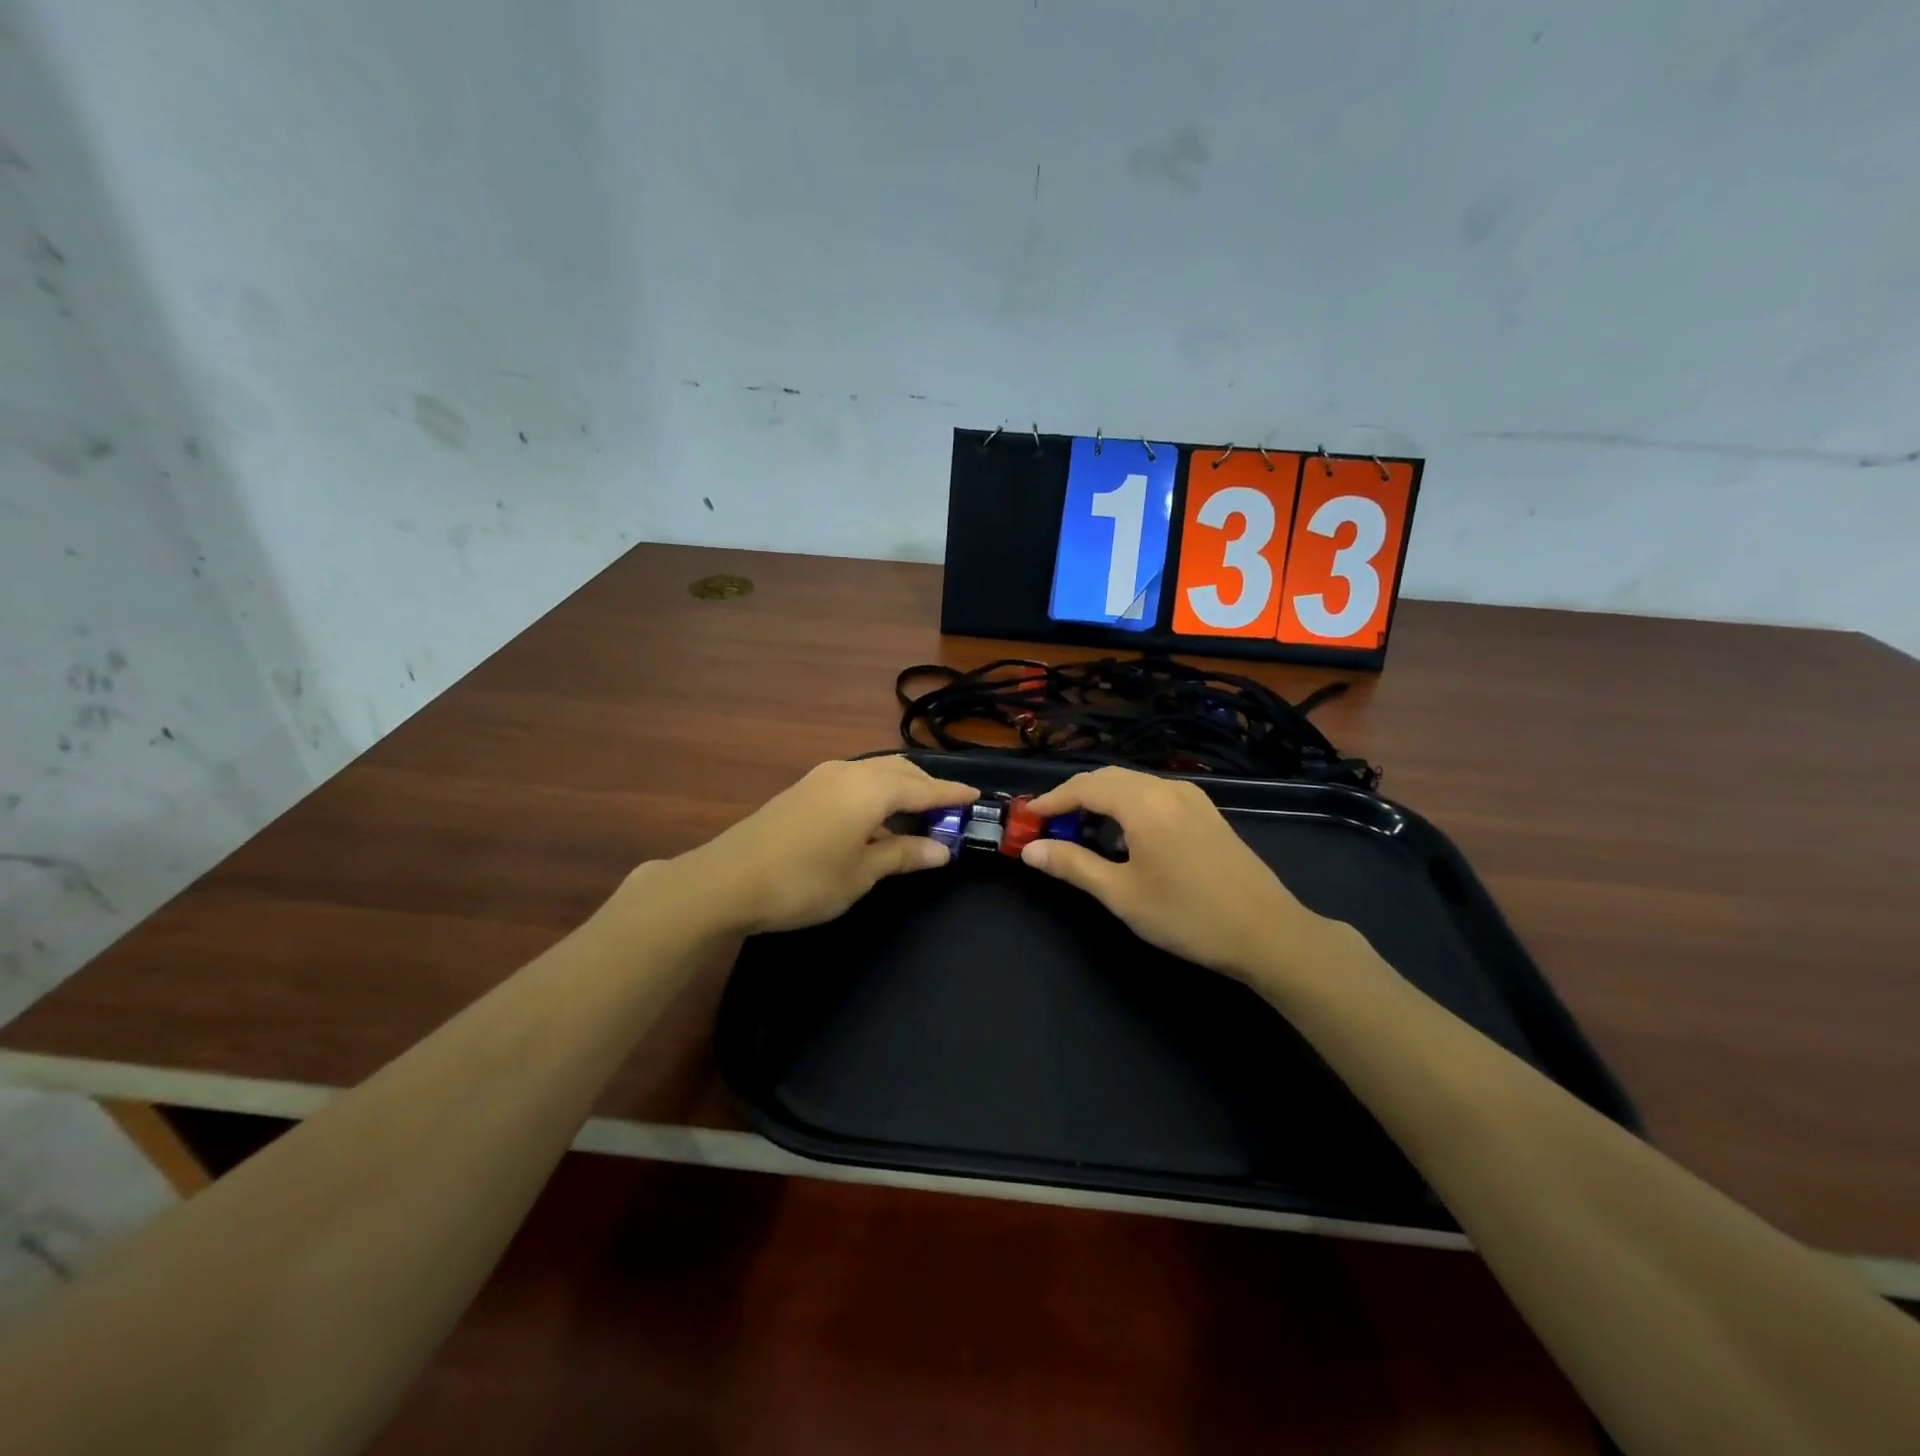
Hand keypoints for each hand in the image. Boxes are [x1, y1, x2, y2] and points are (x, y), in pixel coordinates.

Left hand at [676, 756, 977, 934]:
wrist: (727, 879)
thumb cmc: (805, 880)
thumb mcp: (861, 873)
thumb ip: (903, 855)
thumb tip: (942, 850)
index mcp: (870, 789)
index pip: (923, 787)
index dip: (951, 794)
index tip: (976, 796)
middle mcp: (849, 772)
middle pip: (899, 770)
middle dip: (926, 785)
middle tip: (947, 809)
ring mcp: (822, 776)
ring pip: (875, 771)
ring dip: (900, 786)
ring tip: (916, 811)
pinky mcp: (804, 788)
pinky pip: (855, 779)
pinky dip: (876, 791)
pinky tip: (875, 816)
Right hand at [1021, 766, 1336, 984]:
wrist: (1269, 933)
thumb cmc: (1188, 916)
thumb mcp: (1122, 894)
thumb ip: (1073, 865)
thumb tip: (1030, 850)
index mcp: (1144, 803)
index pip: (1085, 787)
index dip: (1051, 800)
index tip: (1026, 818)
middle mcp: (1168, 789)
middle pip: (1108, 778)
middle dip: (1074, 796)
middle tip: (1049, 825)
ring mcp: (1193, 798)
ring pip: (1133, 784)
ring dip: (1101, 799)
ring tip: (1080, 830)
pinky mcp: (1207, 813)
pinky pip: (1155, 795)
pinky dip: (1127, 805)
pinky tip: (1123, 834)